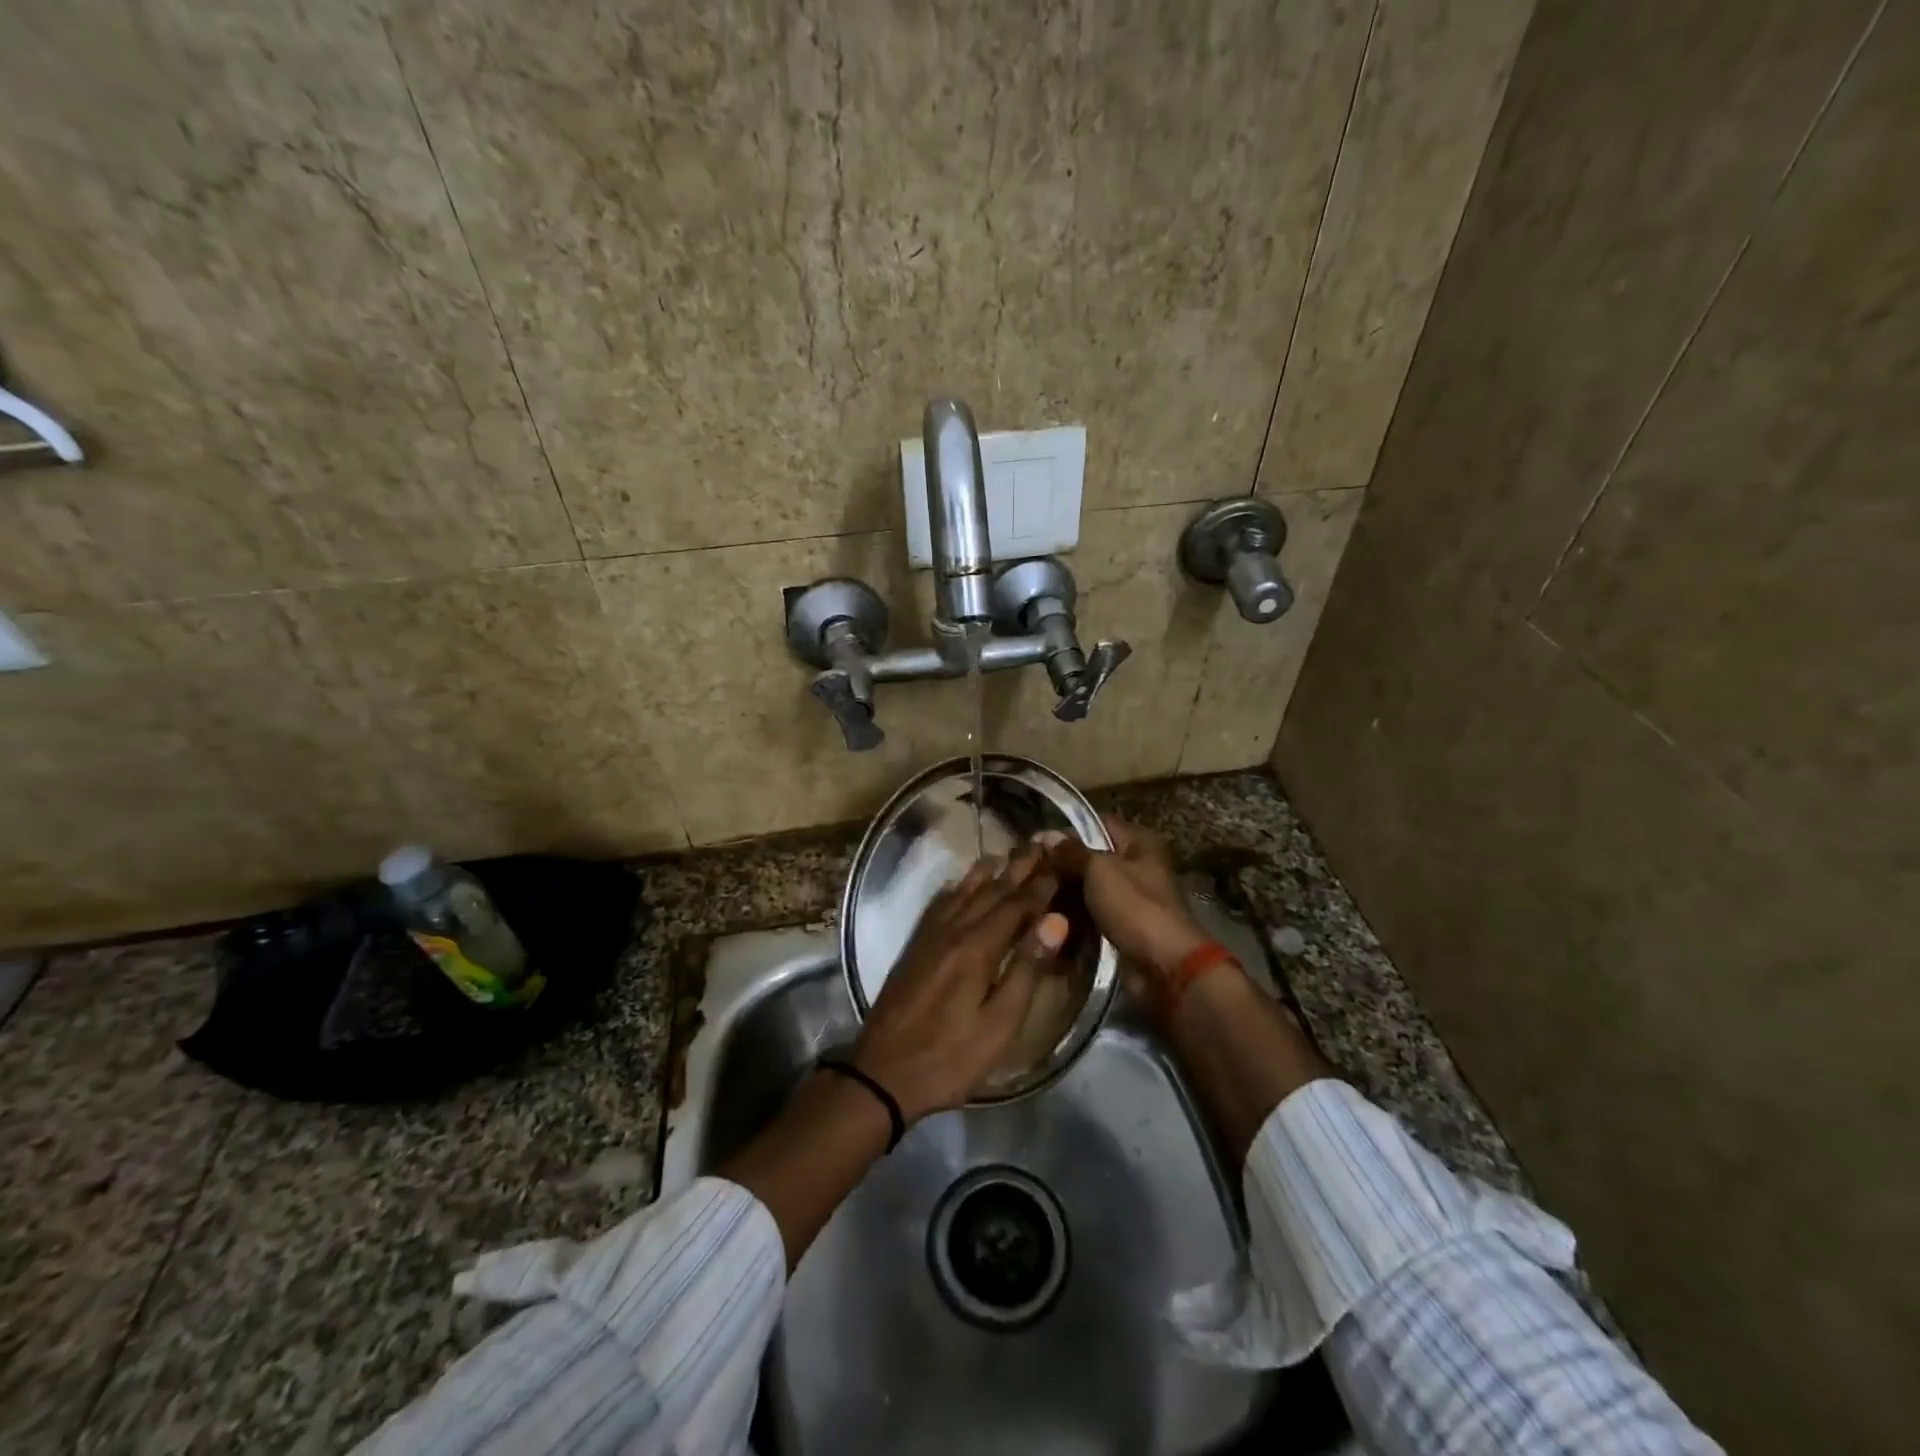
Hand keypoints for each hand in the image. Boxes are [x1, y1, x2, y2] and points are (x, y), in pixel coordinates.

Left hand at [852, 846, 1069, 1121]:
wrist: (882, 1074)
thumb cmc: (949, 1057)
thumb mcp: (999, 1024)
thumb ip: (1026, 969)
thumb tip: (1055, 920)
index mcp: (977, 948)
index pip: (1017, 905)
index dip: (1041, 885)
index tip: (1062, 863)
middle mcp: (953, 931)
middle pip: (991, 891)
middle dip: (1018, 868)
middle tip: (1041, 844)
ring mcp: (930, 937)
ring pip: (964, 892)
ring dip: (989, 872)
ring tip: (1007, 854)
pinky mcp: (915, 947)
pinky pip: (940, 904)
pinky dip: (958, 888)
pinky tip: (961, 883)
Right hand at [1039, 817, 1207, 982]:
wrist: (1165, 966)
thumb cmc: (1135, 907)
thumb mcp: (1099, 870)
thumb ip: (1071, 851)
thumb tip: (1046, 836)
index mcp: (1140, 842)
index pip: (1096, 823)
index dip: (1066, 832)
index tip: (1036, 844)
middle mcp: (1137, 865)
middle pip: (1091, 857)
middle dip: (1062, 865)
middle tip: (1030, 874)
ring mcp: (1131, 897)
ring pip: (1089, 887)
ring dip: (1065, 893)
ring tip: (1033, 896)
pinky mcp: (1124, 925)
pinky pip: (1092, 912)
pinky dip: (1074, 915)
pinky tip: (1049, 918)